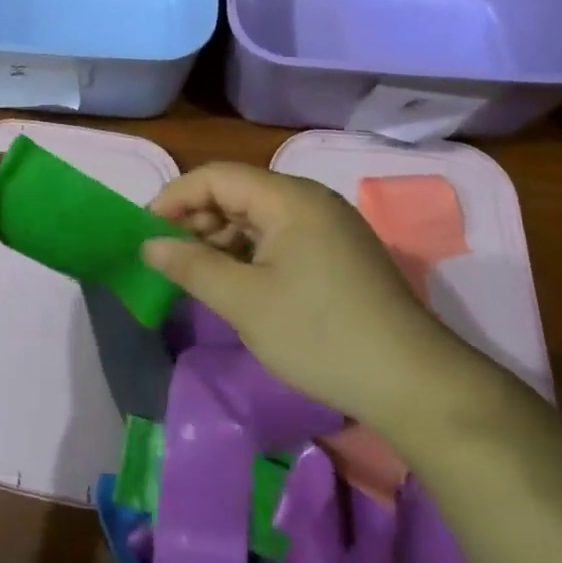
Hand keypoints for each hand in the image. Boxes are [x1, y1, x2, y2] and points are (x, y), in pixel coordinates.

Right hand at [144, 163, 478, 431]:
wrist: (416, 385)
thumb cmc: (320, 335)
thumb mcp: (244, 302)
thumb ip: (191, 266)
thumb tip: (149, 245)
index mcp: (289, 198)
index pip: (216, 177)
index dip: (175, 198)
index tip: (145, 232)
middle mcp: (310, 200)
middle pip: (237, 191)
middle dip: (197, 219)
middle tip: (169, 256)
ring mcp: (329, 226)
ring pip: (258, 216)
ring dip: (221, 237)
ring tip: (198, 273)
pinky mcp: (339, 253)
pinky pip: (280, 236)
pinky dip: (249, 252)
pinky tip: (237, 282)